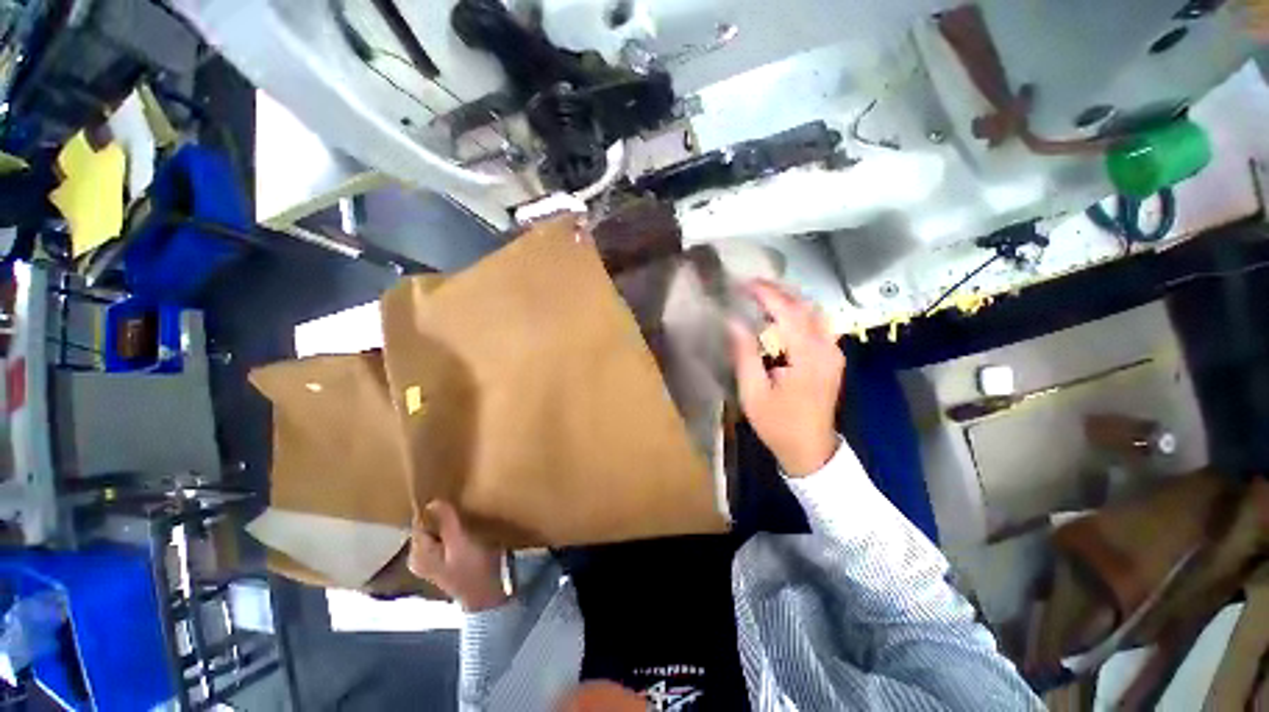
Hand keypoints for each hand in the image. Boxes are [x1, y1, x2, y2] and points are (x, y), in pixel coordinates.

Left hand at [408, 500, 508, 611]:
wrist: (486, 594)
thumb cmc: (474, 568)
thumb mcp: (461, 542)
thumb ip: (446, 522)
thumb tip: (432, 501)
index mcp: (418, 554)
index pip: (420, 522)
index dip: (433, 509)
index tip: (450, 497)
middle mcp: (418, 557)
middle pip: (427, 526)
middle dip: (441, 515)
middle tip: (461, 506)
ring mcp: (429, 560)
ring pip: (435, 531)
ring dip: (448, 522)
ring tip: (464, 515)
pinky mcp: (441, 560)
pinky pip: (442, 538)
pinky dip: (451, 531)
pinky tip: (464, 529)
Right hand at [729, 280, 844, 476]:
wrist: (811, 450)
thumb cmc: (778, 424)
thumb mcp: (753, 392)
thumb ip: (745, 354)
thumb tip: (733, 321)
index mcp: (808, 356)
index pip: (788, 312)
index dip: (766, 294)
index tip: (743, 284)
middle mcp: (827, 348)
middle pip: (805, 306)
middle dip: (777, 291)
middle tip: (750, 285)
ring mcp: (834, 352)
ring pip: (814, 312)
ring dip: (788, 299)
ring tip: (761, 296)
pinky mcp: (832, 358)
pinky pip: (817, 324)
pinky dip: (797, 312)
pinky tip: (779, 316)